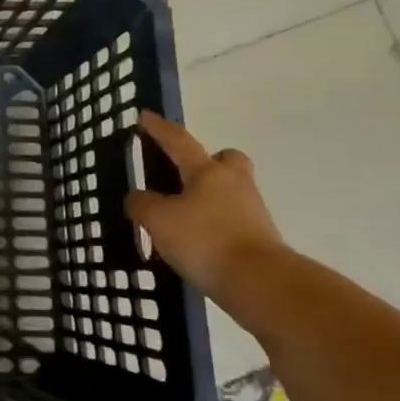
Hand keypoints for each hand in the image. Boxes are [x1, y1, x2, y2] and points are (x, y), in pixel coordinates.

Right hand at [125, 112, 283, 298]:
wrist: (260, 284)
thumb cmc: (205, 240)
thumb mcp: (158, 220)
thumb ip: (142, 204)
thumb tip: (138, 197)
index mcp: (207, 171)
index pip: (179, 141)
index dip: (159, 129)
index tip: (145, 116)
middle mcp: (234, 184)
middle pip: (225, 160)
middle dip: (208, 161)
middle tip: (186, 175)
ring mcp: (252, 211)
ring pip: (229, 192)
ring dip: (208, 198)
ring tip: (181, 218)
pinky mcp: (260, 239)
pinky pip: (232, 221)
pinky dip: (214, 225)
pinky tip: (196, 243)